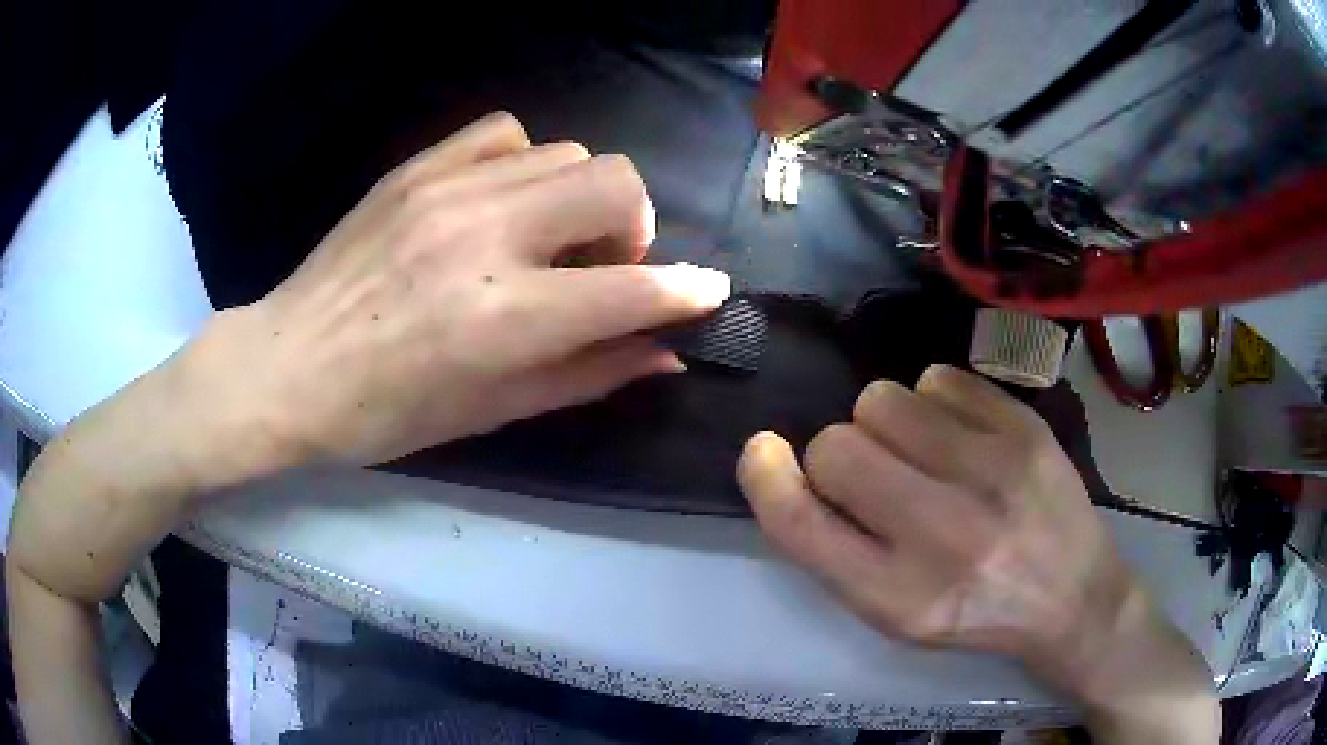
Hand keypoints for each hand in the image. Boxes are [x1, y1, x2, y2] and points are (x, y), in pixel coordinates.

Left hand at [190, 112, 729, 469]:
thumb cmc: (384, 414)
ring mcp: (446, 190)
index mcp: (502, 318)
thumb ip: (587, 374)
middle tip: (603, 270)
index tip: (707, 293)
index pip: (631, 289)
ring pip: (568, 153)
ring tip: (547, 240)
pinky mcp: (415, 169)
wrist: (286, 368)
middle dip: (634, 228)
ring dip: (581, 199)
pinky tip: (505, 202)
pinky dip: (528, 164)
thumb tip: (664, 352)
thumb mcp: (491, 412)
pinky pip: (505, 134)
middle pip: (614, 182)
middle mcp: (483, 237)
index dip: (686, 291)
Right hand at [737, 365, 1217, 737]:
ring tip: (920, 452)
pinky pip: (938, 377)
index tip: (764, 453)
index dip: (766, 477)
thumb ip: (837, 551)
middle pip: (837, 446)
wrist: (1072, 596)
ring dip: (885, 423)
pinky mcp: (1024, 427)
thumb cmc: (976, 614)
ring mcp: (991, 470)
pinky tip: (959, 435)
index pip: (798, 522)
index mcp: (898, 597)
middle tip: (875, 476)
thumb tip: (791, 470)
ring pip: (883, 399)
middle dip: (839, 455)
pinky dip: (934, 401)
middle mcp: (943, 533)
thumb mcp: (895, 614)